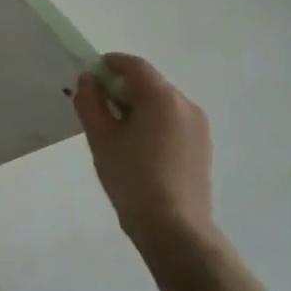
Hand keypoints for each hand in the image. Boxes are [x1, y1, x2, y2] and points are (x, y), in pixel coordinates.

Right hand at [74, 53, 216, 260]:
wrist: (174, 228)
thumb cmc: (131, 178)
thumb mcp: (100, 138)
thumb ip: (89, 102)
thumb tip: (88, 80)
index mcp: (162, 98)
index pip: (134, 65)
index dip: (109, 63)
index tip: (88, 75)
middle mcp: (185, 105)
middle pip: (149, 82)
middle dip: (121, 87)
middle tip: (96, 106)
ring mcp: (198, 126)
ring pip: (161, 102)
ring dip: (137, 105)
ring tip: (115, 130)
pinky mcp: (202, 146)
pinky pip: (172, 120)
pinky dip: (152, 121)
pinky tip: (136, 146)